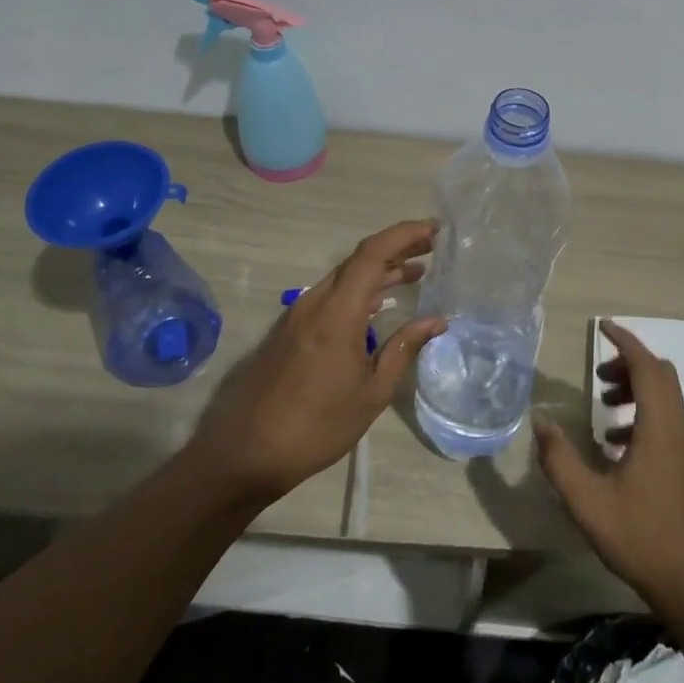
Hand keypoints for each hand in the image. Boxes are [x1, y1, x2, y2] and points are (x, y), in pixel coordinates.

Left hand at [192, 220, 444, 504]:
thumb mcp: (371, 393)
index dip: (405, 234)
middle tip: (432, 248)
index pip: (373, 254)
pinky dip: (361, 289)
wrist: (247, 452)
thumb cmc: (317, 426)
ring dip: (380, 270)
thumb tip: (436, 320)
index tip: (436, 230)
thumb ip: (403, 349)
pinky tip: (380, 304)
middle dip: (397, 248)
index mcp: (338, 313)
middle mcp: (315, 302)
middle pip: (359, 259)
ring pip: (344, 277)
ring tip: (416, 273)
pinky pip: (331, 295)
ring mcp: (299, 314)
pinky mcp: (291, 329)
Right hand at [535, 319, 683, 620]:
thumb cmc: (639, 537)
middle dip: (629, 363)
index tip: (603, 326)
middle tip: (598, 371)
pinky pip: (664, 419)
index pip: (646, 367)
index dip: (625, 342)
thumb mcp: (587, 500)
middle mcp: (677, 429)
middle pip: (660, 375)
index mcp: (659, 428)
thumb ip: (560, 458)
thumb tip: (540, 420)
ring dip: (634, 387)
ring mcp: (683, 447)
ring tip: (602, 403)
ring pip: (664, 396)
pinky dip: (640, 412)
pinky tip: (613, 442)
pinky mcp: (682, 464)